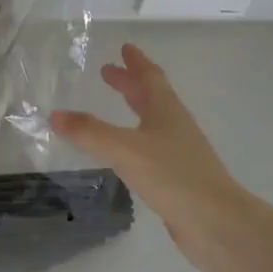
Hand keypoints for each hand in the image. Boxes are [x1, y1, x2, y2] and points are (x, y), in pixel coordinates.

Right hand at [52, 43, 253, 271]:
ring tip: (115, 109)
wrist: (216, 223)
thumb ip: (89, 132)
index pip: (150, 78)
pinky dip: (135, 140)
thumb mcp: (124, 149)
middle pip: (152, 97)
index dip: (136, 62)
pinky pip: (152, 149)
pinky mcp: (178, 178)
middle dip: (131, 83)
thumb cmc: (173, 176)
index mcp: (166, 111)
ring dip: (135, 110)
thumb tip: (55, 114)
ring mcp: (179, 153)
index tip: (124, 48)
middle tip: (109, 73)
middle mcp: (175, 127)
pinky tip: (125, 153)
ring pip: (153, 122)